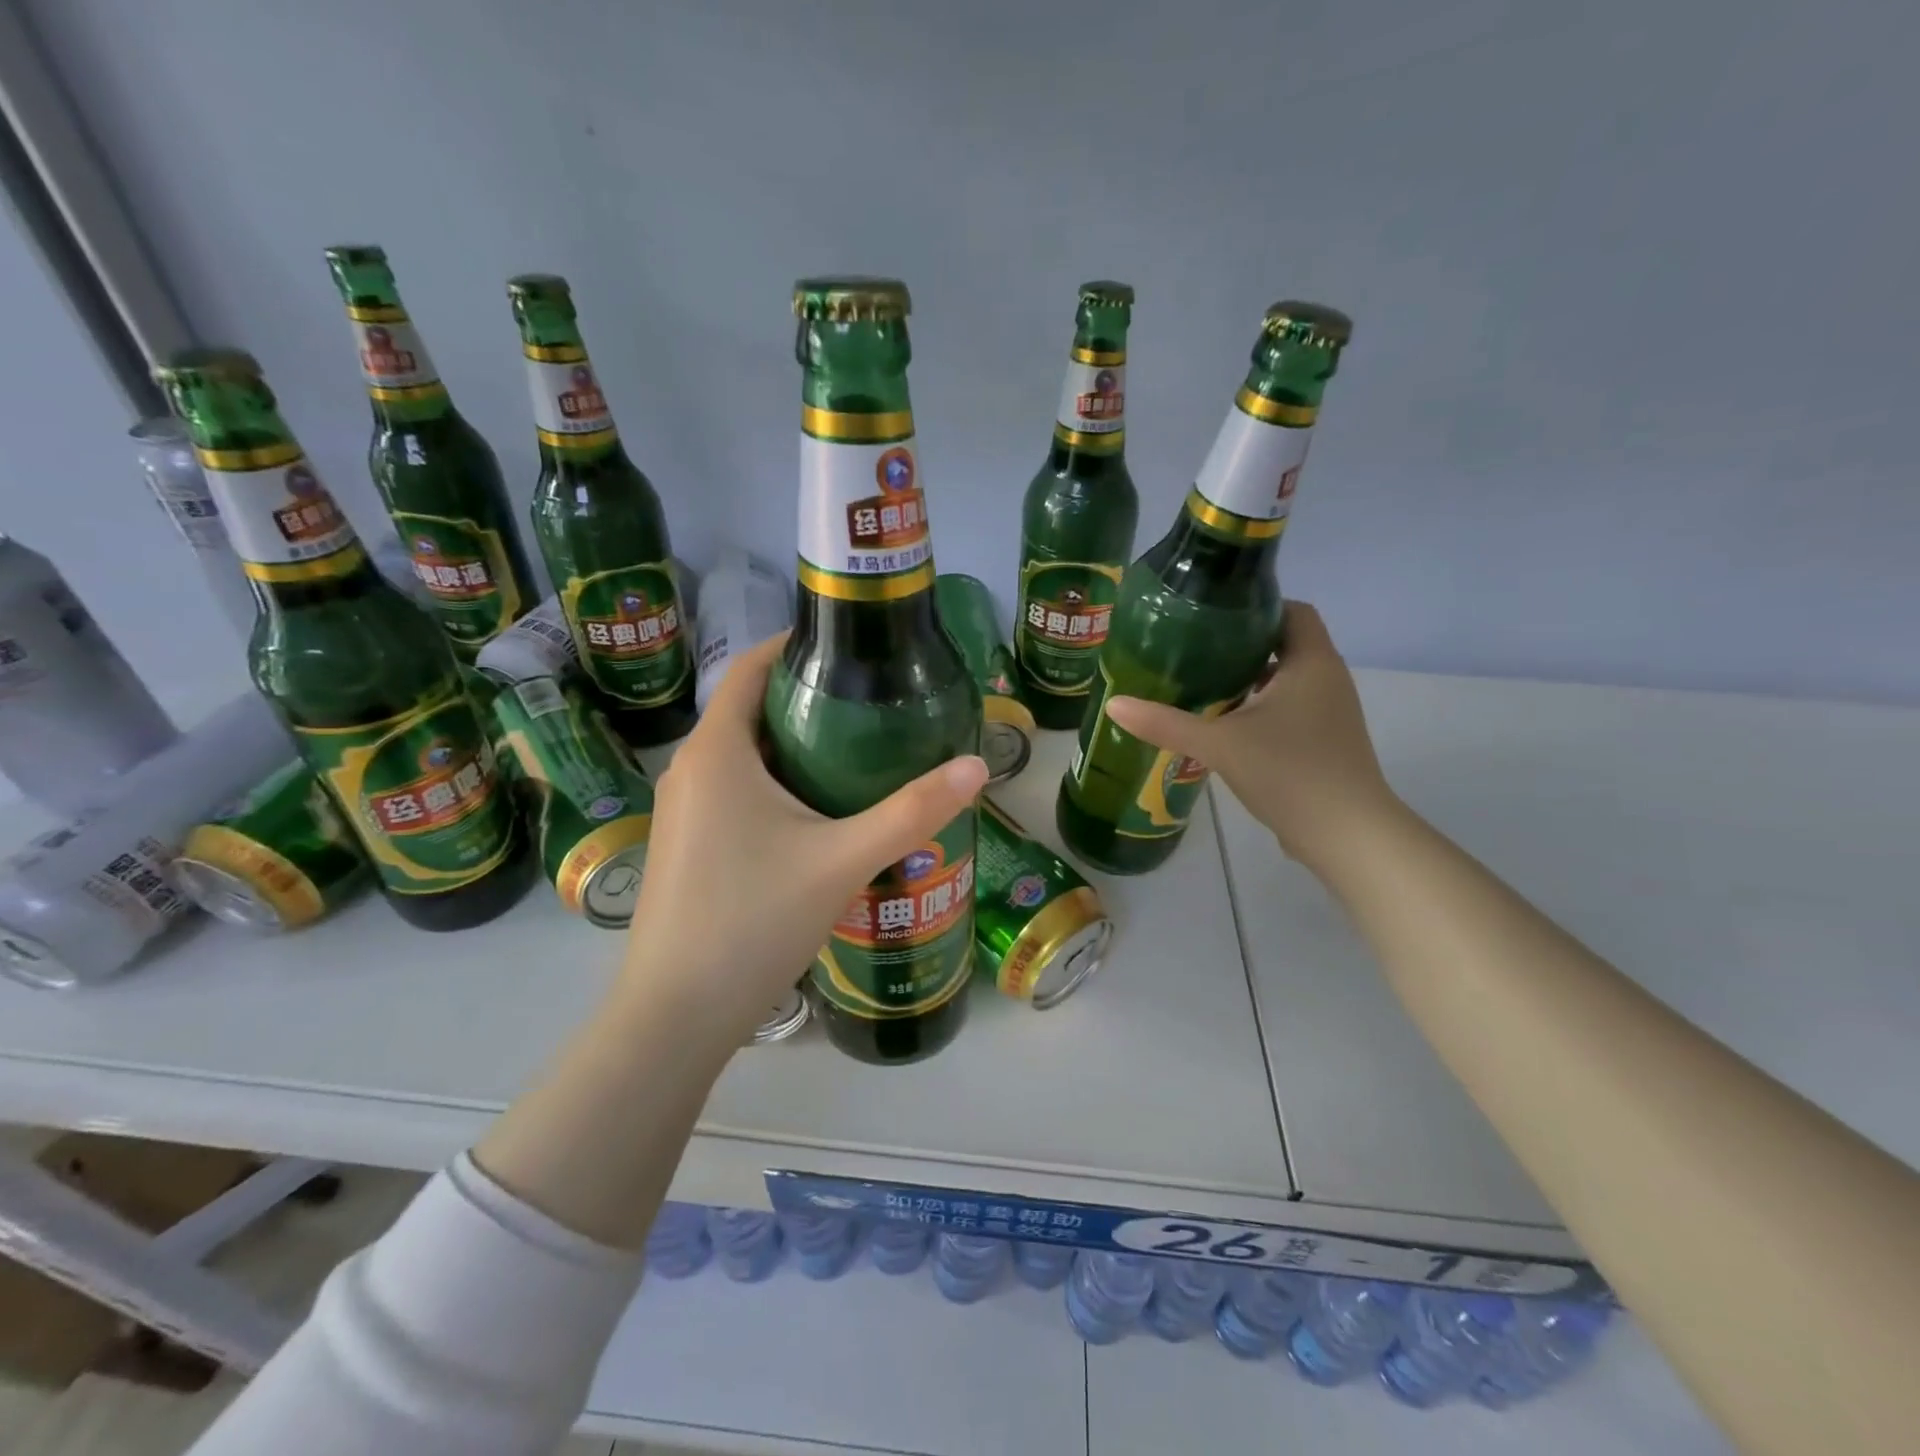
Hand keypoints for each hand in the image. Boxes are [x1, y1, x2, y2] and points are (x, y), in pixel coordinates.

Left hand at [618, 632, 989, 1046]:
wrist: (676, 1017)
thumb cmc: (753, 921)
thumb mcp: (842, 861)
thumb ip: (912, 812)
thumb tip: (978, 765)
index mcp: (717, 751)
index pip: (750, 667)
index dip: (797, 646)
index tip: (852, 647)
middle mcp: (691, 769)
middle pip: (752, 709)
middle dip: (810, 699)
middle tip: (876, 703)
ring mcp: (683, 811)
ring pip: (746, 755)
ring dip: (797, 746)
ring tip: (861, 753)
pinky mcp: (687, 846)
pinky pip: (736, 791)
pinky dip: (778, 783)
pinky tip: (822, 813)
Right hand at [1104, 602, 1396, 870]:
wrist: (1346, 834)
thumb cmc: (1289, 772)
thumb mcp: (1219, 744)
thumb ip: (1166, 723)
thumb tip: (1114, 704)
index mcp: (1311, 662)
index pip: (1292, 610)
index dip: (1255, 606)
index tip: (1211, 616)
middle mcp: (1327, 679)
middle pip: (1285, 644)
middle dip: (1241, 645)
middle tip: (1192, 650)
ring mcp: (1330, 713)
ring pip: (1286, 680)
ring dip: (1249, 679)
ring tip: (1201, 684)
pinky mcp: (1325, 741)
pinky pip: (1290, 709)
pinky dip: (1259, 708)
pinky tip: (1224, 725)